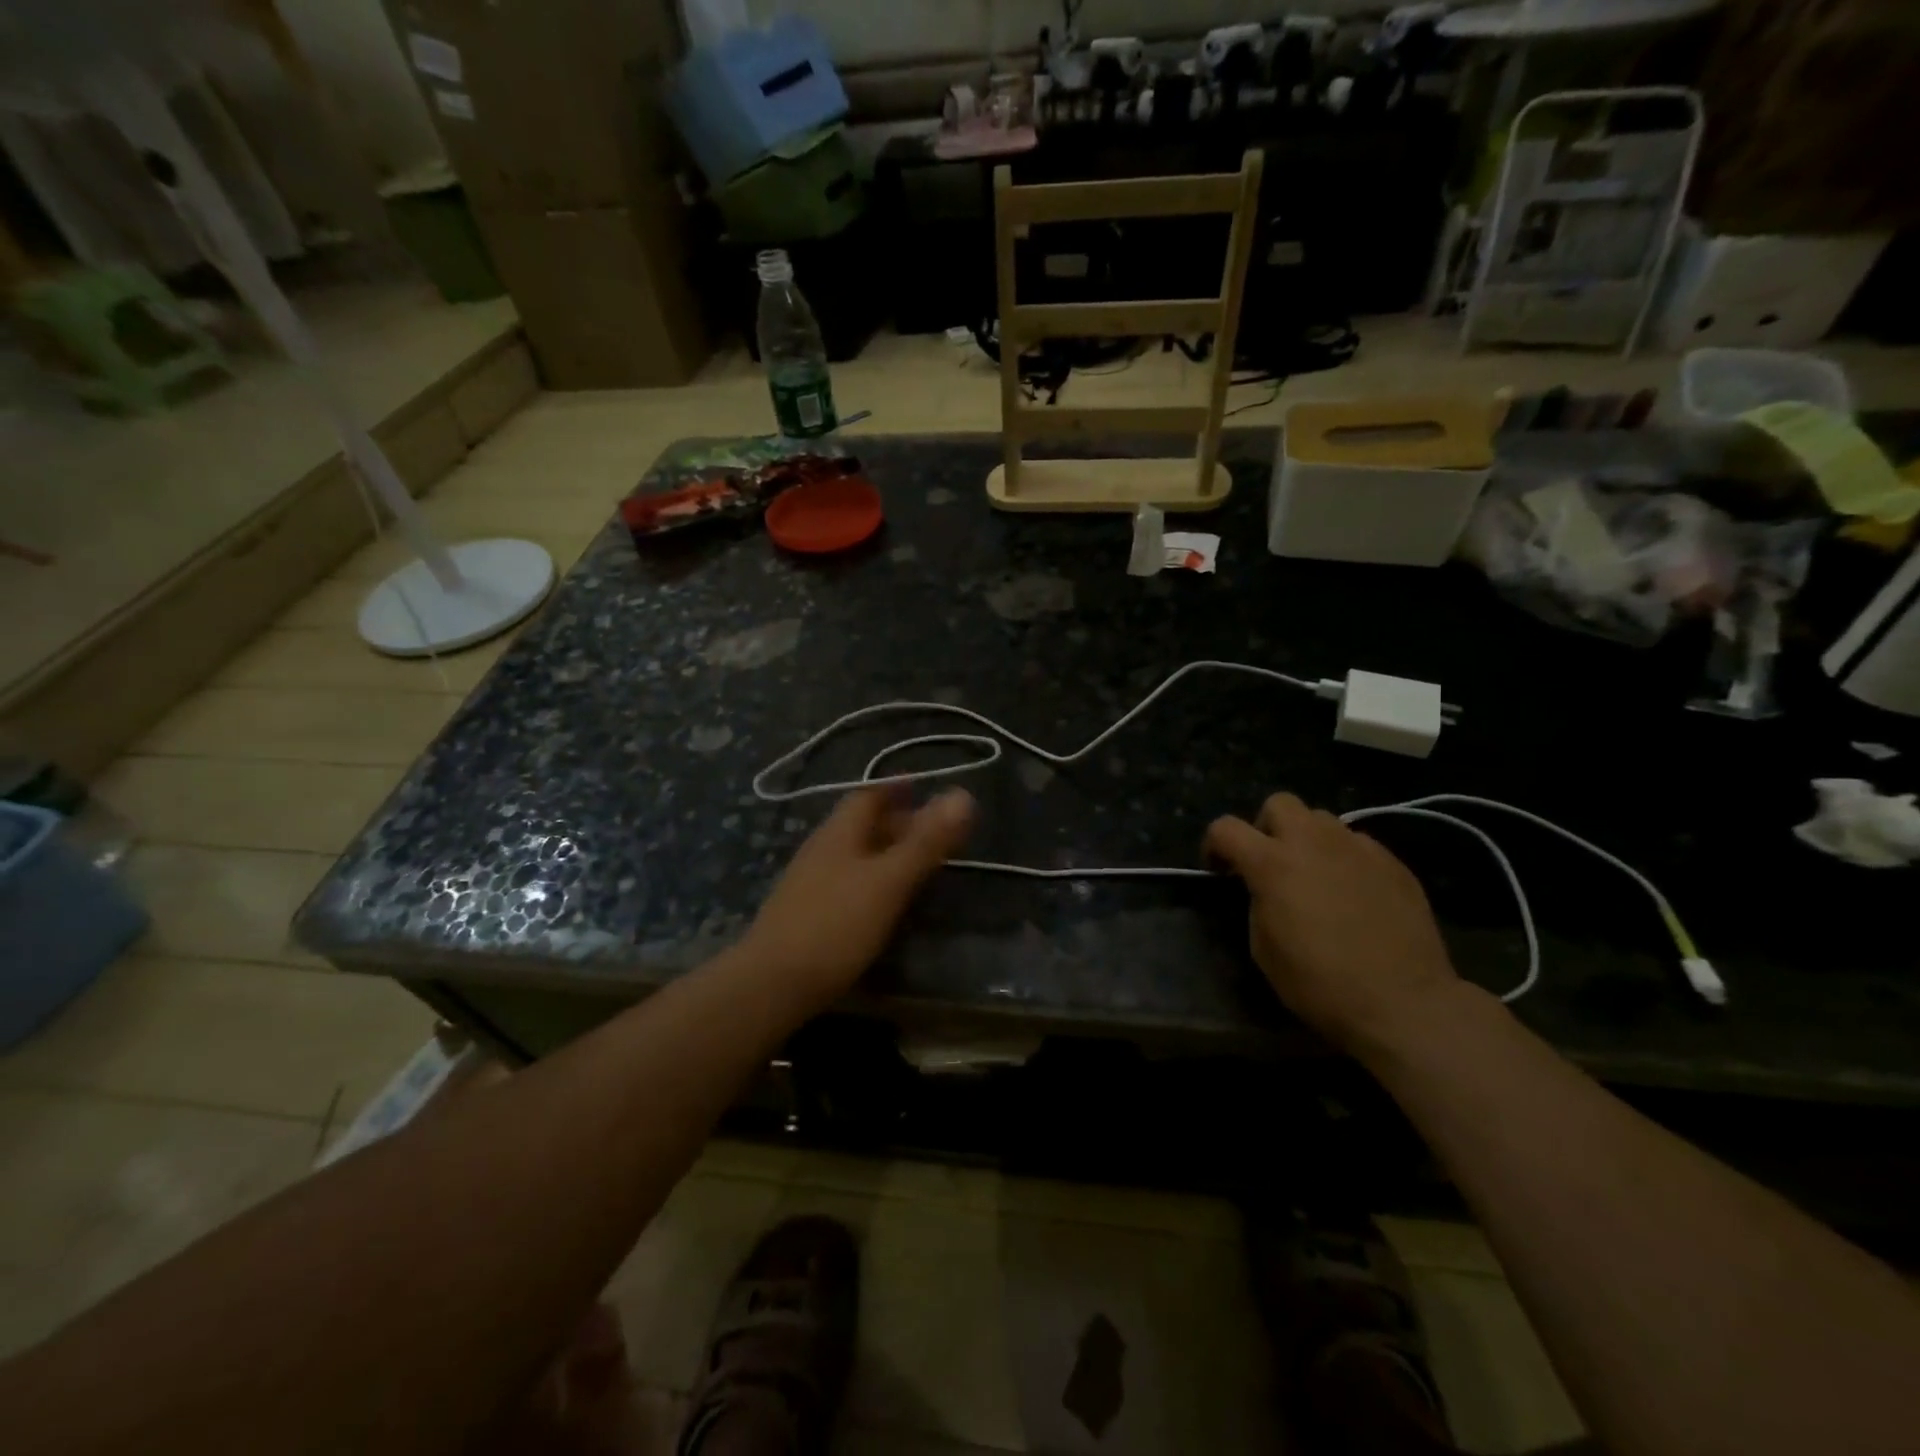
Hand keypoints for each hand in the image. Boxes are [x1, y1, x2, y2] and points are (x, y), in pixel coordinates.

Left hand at [742, 787, 975, 1009]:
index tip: (923, 787)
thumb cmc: (836, 925)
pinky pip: (846, 880)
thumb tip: (963, 794)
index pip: (868, 795)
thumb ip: (926, 841)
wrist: (771, 985)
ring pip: (853, 854)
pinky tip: (883, 900)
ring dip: (884, 850)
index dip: (895, 787)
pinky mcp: (806, 913)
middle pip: (861, 824)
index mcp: (839, 833)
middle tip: (931, 829)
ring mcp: (809, 882)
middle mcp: (821, 849)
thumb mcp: (889, 881)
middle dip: (896, 820)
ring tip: (915, 863)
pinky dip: (872, 878)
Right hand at [1204, 793, 1461, 1053]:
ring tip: (1315, 875)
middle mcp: (1313, 842)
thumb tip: (1264, 889)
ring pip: (1322, 819)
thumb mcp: (1263, 948)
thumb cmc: (1320, 983)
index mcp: (1272, 863)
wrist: (1404, 1002)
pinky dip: (1345, 859)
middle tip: (1272, 863)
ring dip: (1308, 840)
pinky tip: (1353, 893)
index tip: (1221, 871)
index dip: (1214, 845)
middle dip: (1267, 827)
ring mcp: (1358, 848)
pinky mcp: (1393, 862)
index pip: (1225, 827)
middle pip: (1279, 803)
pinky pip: (1358, 844)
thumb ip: (1257, 902)